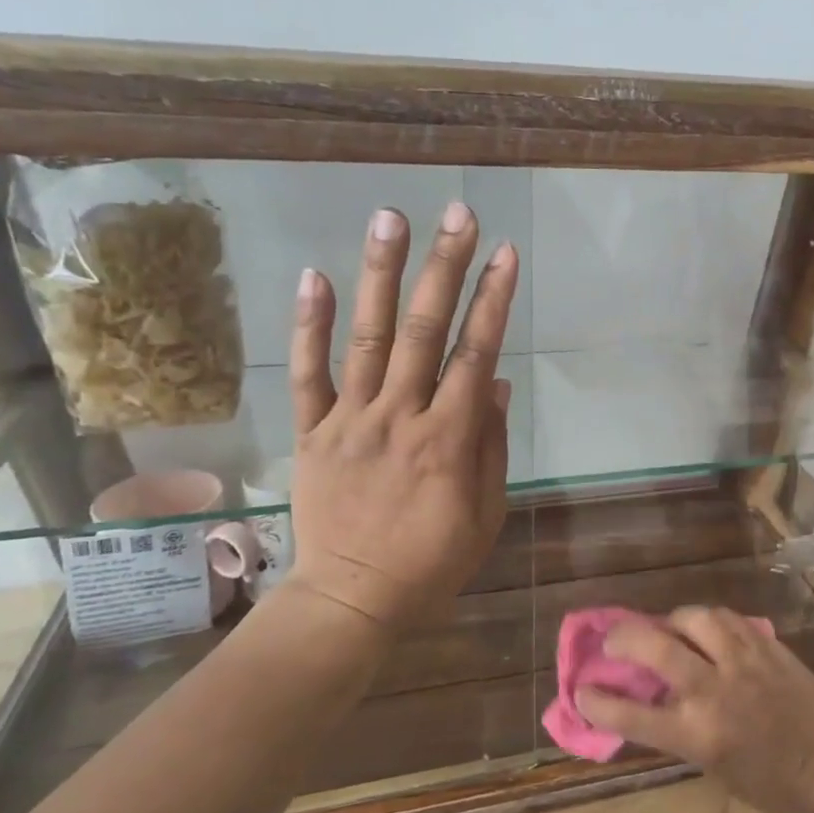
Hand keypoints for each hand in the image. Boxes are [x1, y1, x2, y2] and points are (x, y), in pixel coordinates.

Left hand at [285, 202, 516, 632]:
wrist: (352, 599)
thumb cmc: (432, 562)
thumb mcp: (485, 513)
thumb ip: (491, 444)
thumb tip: (495, 380)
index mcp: (449, 439)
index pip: (477, 354)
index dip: (493, 300)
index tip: (505, 253)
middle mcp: (400, 416)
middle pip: (427, 330)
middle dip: (445, 267)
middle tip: (457, 213)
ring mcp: (351, 420)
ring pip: (369, 337)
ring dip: (382, 275)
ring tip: (391, 219)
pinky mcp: (313, 432)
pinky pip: (308, 373)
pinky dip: (309, 325)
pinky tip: (316, 276)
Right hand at [576, 608, 813, 812]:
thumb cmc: (771, 784)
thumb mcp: (713, 767)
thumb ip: (678, 730)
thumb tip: (646, 698)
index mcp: (698, 735)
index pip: (632, 713)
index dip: (598, 700)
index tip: (581, 689)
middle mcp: (714, 691)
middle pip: (655, 648)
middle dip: (622, 639)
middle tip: (613, 641)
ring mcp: (742, 662)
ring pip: (693, 618)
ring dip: (670, 621)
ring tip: (665, 628)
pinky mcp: (766, 645)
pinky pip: (726, 618)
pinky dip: (706, 620)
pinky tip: (704, 628)